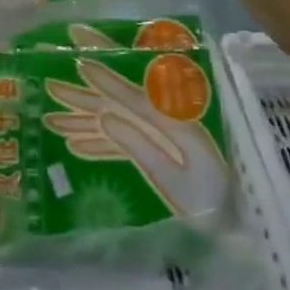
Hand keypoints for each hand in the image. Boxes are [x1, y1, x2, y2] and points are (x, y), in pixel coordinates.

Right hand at [44, 56, 228, 223]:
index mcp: (173, 120)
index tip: (79, 62)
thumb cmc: (213, 204)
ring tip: (51, 118)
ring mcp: (156, 138)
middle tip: (49, 81)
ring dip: (83, 119)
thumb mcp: (179, 180)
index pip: (132, 94)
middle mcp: (162, 121)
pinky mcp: (155, 155)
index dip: (104, 77)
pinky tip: (73, 145)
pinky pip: (121, 144)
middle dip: (82, 94)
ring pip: (113, 121)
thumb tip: (105, 120)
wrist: (239, 227)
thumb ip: (142, 148)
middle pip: (116, 102)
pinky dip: (98, 143)